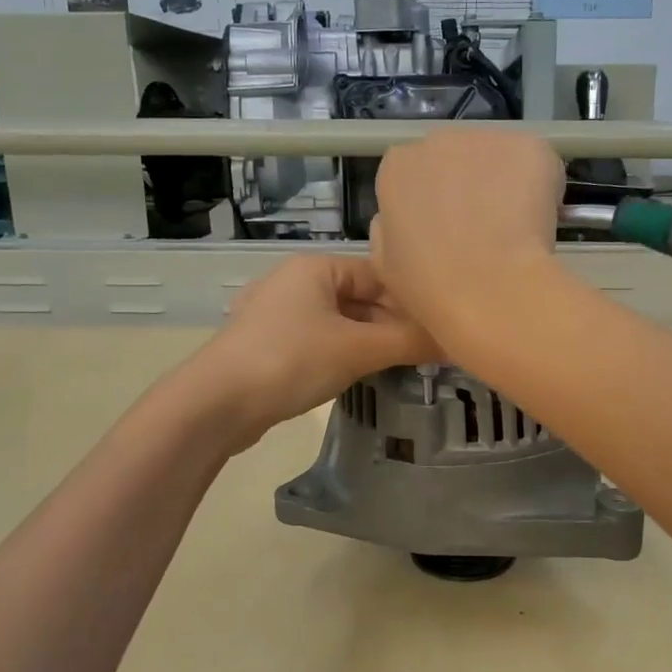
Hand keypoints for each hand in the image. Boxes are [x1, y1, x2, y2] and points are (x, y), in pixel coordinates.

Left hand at [182, 254, 437, 448]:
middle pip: (359, 298)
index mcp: (315, 267)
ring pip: (339, 322)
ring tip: (401, 365)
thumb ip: (408, 342)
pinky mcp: (268, 346)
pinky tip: (360, 375)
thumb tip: (455, 343)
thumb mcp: (357, 350)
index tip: (441, 327)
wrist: (217, 403)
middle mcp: (295, 282)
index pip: (378, 274)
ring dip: (370, 342)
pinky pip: (318, 342)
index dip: (412, 300)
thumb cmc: (291, 360)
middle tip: (426, 352)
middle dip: (392, 324)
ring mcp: (277, 314)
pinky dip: (343, 354)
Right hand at [369, 128, 566, 348]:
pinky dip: (541, 187)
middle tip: (482, 231)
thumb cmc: (430, 284)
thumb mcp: (384, 263)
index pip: (414, 173)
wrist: (489, 288)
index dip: (434, 203)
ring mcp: (487, 138)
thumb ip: (389, 228)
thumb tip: (405, 217)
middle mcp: (438, 140)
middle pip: (456, 158)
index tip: (446, 231)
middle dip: (468, 186)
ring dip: (505, 185)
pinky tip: (537, 222)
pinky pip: (537, 165)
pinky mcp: (531, 146)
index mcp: (397, 167)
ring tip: (513, 230)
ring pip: (499, 159)